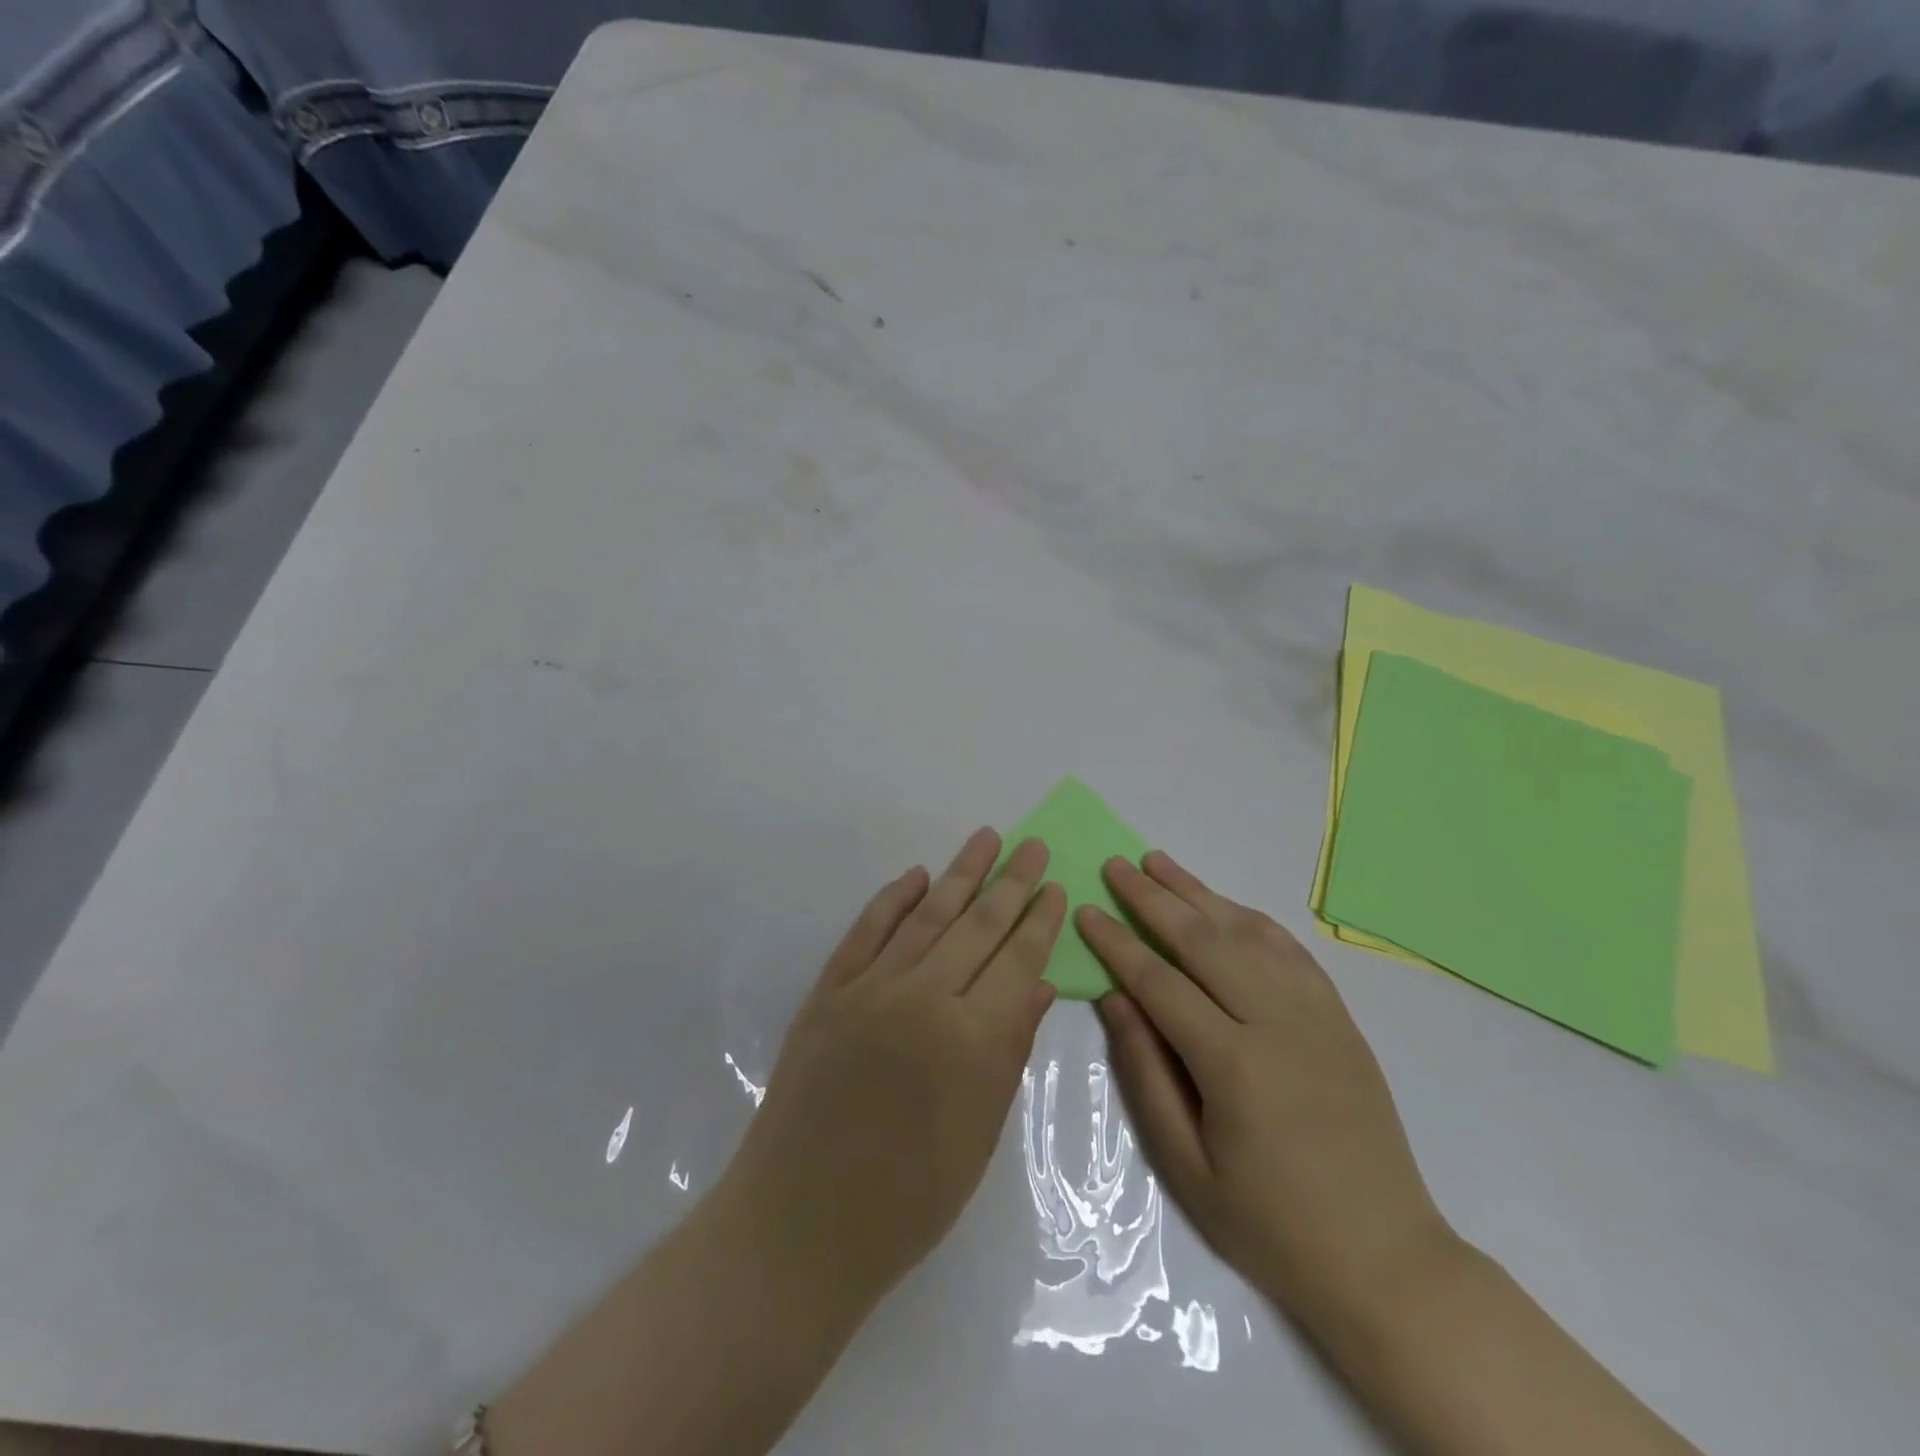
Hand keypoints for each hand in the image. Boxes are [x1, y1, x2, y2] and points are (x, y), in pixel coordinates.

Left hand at [724, 828, 1064, 1315]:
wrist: (800, 1222)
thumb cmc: (908, 1199)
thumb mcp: (980, 1133)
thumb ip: (1011, 1050)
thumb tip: (1040, 985)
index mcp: (970, 1039)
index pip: (1017, 961)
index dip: (1040, 922)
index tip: (1056, 887)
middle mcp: (923, 998)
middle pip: (977, 925)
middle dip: (1011, 882)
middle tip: (1032, 844)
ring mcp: (869, 989)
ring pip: (926, 916)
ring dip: (960, 874)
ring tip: (986, 838)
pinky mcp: (828, 992)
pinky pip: (866, 932)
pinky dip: (893, 900)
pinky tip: (916, 876)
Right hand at [1079, 852, 1454, 1330]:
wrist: (1384, 1257)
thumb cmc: (1270, 1224)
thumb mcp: (1187, 1165)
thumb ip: (1147, 1074)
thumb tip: (1116, 999)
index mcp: (1233, 1063)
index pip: (1160, 981)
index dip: (1117, 943)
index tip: (1086, 910)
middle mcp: (1276, 1021)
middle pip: (1202, 940)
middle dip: (1152, 898)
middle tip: (1115, 865)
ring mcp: (1315, 1013)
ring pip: (1246, 932)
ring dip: (1198, 892)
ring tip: (1158, 863)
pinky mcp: (1339, 1017)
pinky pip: (1289, 950)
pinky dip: (1250, 918)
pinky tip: (1225, 904)